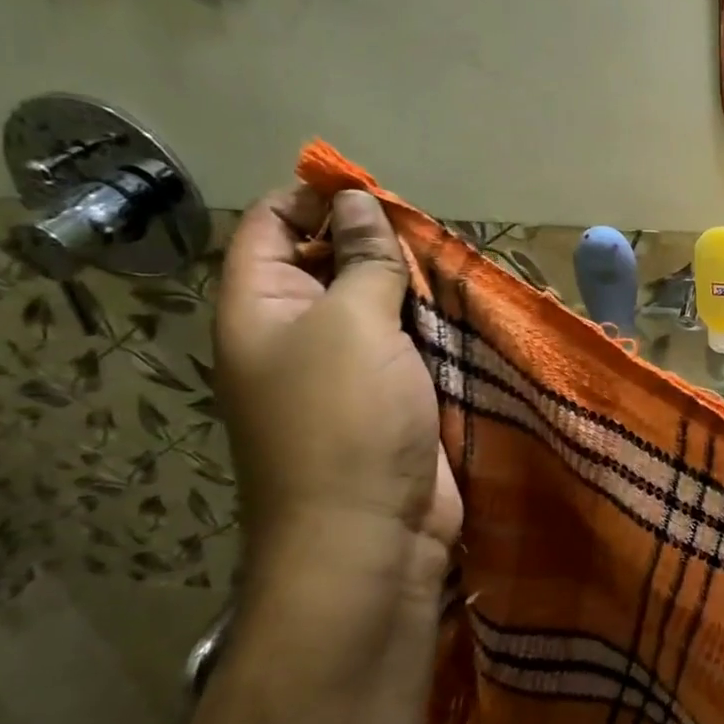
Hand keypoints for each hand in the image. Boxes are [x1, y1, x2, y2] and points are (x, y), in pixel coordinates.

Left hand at [215, 187, 460, 615]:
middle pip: (327, 260)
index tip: (373, 186)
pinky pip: (407, 343)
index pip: (270, 225)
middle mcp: (295, 331)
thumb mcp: (352, 323)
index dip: (313, 196)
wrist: (371, 537)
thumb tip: (356, 202)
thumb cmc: (346, 420)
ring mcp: (344, 368)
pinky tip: (463, 304)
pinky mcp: (388, 397)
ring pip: (375, 303)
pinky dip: (431, 322)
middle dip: (374, 239)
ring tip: (451, 260)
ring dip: (410, 283)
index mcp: (259, 307)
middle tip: (425, 228)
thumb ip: (361, 259)